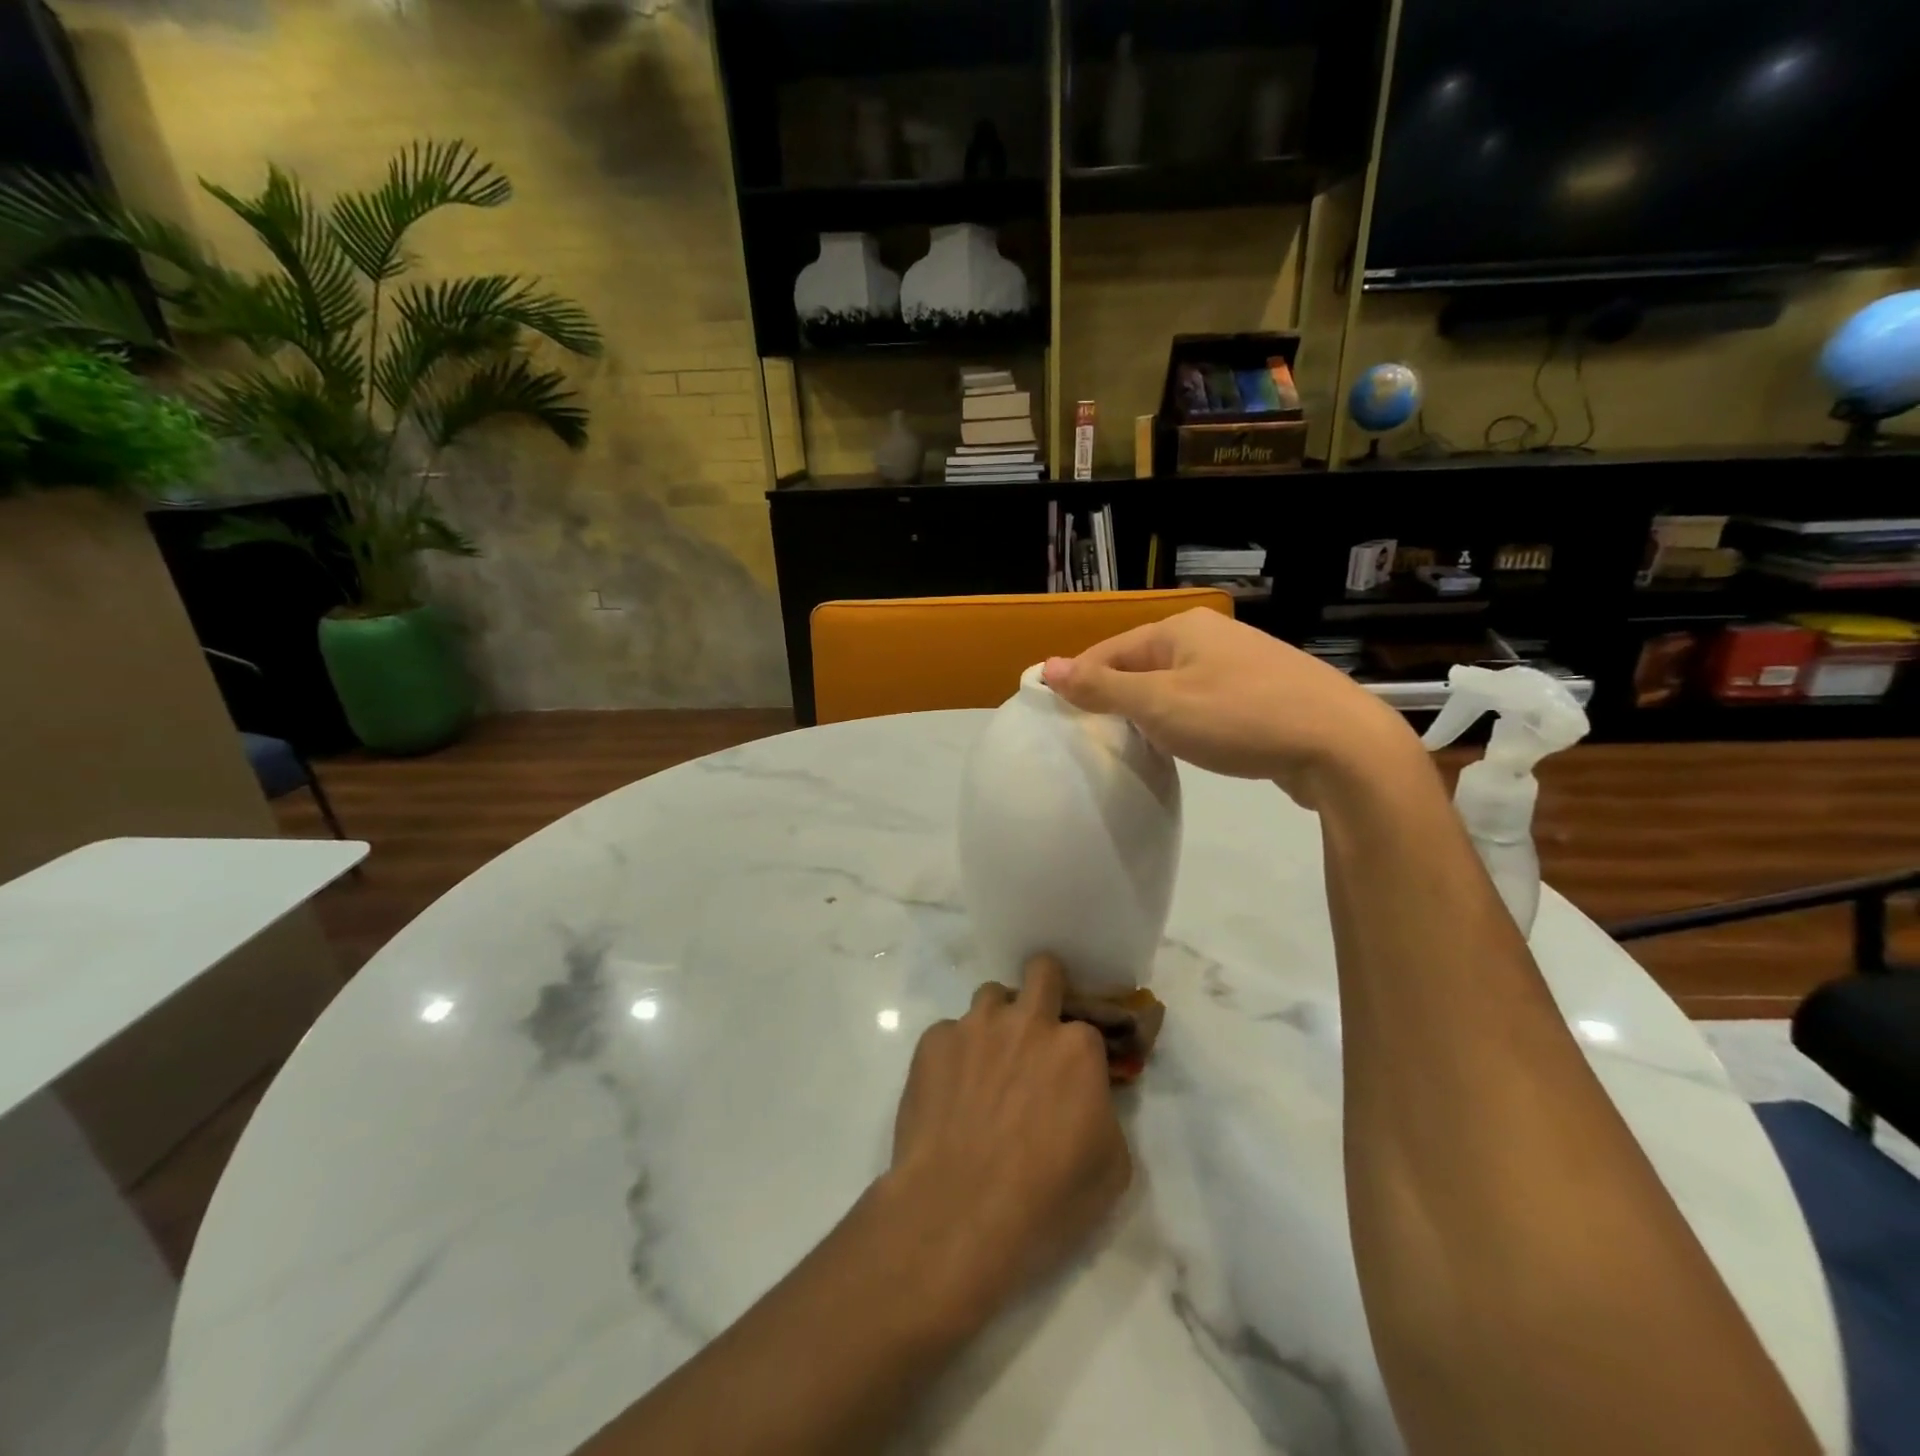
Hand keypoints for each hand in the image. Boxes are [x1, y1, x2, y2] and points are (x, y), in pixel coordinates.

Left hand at [882, 955, 1131, 1326]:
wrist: (958, 1213)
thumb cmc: (1046, 1199)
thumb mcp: (1111, 1167)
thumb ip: (1104, 1113)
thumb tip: (1087, 1098)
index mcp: (1077, 1047)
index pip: (1087, 1026)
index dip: (1081, 1049)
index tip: (1074, 1073)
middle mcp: (1027, 1022)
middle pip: (1041, 971)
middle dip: (1045, 988)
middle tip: (1036, 1027)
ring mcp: (975, 1026)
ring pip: (990, 997)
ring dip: (996, 1022)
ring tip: (987, 1066)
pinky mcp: (933, 1042)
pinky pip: (949, 1033)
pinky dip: (954, 1055)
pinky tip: (949, 1095)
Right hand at [1043, 608, 1422, 804]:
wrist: (1341, 746)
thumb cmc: (1239, 717)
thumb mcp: (1159, 704)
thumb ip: (1102, 687)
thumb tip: (1047, 667)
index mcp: (1181, 629)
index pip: (1109, 650)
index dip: (1079, 681)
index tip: (1058, 717)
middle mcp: (1210, 637)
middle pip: (1141, 664)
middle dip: (1114, 697)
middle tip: (1092, 737)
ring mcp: (1242, 663)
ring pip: (1174, 685)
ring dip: (1149, 711)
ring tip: (1131, 745)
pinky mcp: (1264, 693)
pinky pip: (1204, 701)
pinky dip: (1184, 721)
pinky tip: (1183, 745)